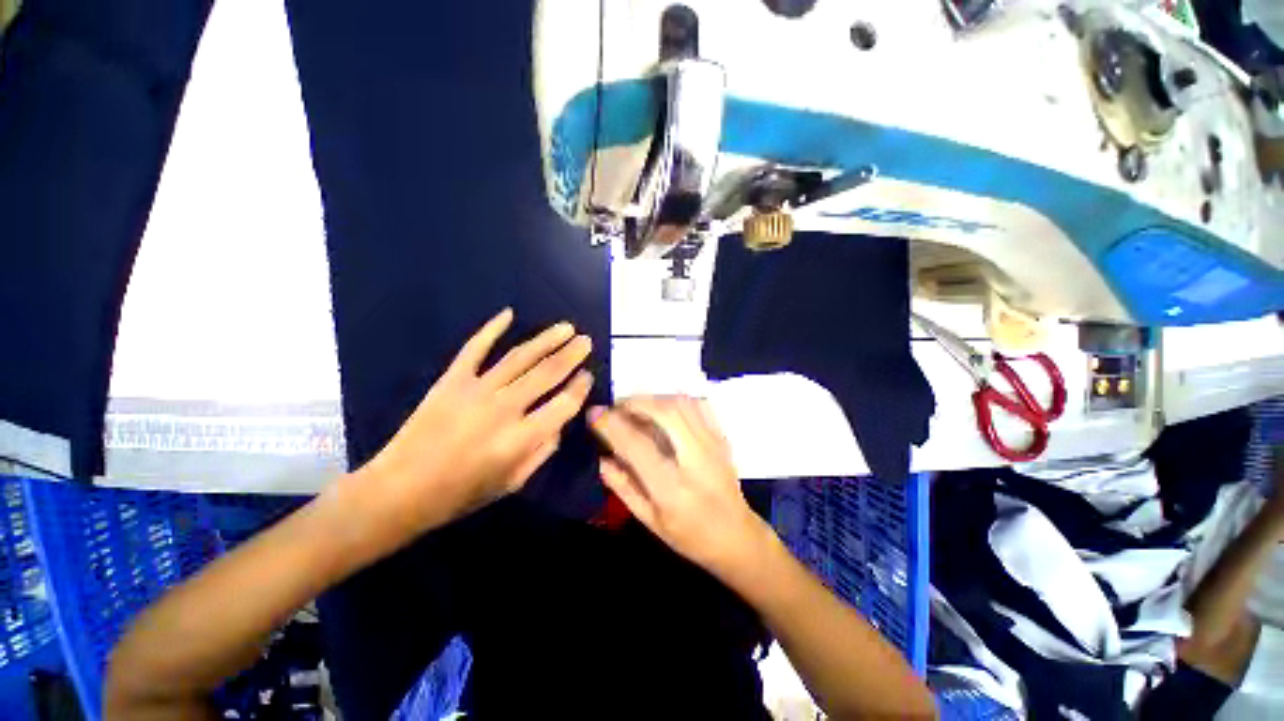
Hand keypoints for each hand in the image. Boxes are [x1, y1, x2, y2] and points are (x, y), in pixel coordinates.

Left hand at [359, 308, 593, 538]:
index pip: (563, 404)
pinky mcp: (451, 380)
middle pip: (546, 373)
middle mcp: (503, 409)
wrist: (399, 489)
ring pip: (519, 357)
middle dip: (571, 355)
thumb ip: (542, 451)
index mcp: (520, 439)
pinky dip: (491, 329)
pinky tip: (508, 314)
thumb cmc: (461, 493)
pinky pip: (474, 348)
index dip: (580, 388)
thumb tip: (559, 421)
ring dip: (546, 339)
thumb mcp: (513, 483)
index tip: (587, 376)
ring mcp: (475, 390)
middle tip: (586, 341)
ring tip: (566, 327)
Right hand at [589, 396, 769, 576]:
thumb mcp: (650, 521)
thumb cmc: (690, 536)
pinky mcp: (722, 437)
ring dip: (655, 398)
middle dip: (636, 402)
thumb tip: (602, 458)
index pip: (637, 446)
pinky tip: (665, 408)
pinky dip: (677, 400)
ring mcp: (713, 445)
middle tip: (617, 407)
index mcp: (672, 490)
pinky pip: (700, 405)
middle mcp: (695, 461)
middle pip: (666, 413)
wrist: (737, 536)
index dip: (612, 425)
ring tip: (637, 407)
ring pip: (683, 404)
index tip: (595, 413)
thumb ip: (624, 488)